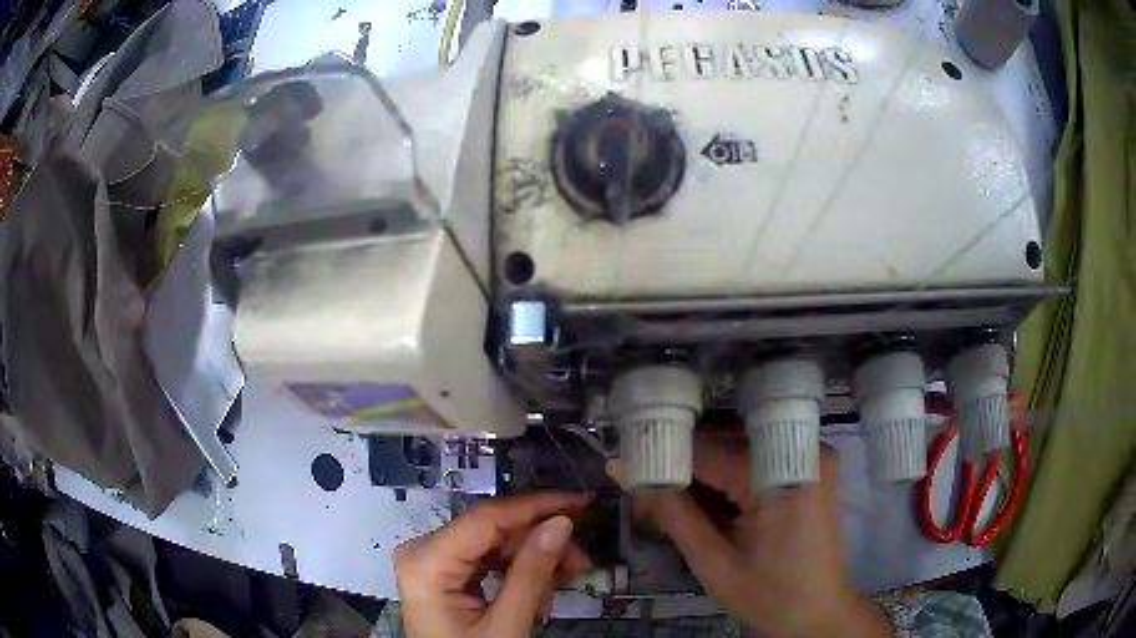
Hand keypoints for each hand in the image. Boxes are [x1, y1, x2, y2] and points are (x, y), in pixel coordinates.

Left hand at [393, 492, 591, 637]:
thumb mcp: (506, 624)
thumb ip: (531, 573)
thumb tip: (561, 523)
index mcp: (426, 561)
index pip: (486, 518)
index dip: (536, 506)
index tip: (580, 503)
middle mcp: (422, 551)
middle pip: (491, 531)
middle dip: (539, 543)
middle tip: (582, 559)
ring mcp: (431, 562)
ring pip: (493, 545)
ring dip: (533, 561)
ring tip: (565, 582)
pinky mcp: (442, 575)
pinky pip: (486, 561)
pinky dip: (516, 573)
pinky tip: (540, 591)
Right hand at [612, 435, 890, 637]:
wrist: (819, 613)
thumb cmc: (770, 596)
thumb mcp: (714, 562)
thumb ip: (671, 512)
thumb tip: (621, 467)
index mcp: (781, 472)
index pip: (707, 449)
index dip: (662, 458)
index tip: (627, 469)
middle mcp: (803, 449)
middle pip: (725, 443)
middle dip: (682, 467)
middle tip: (648, 495)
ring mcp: (811, 456)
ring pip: (740, 449)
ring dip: (704, 474)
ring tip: (672, 503)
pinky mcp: (811, 469)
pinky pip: (759, 460)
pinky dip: (730, 480)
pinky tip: (709, 505)